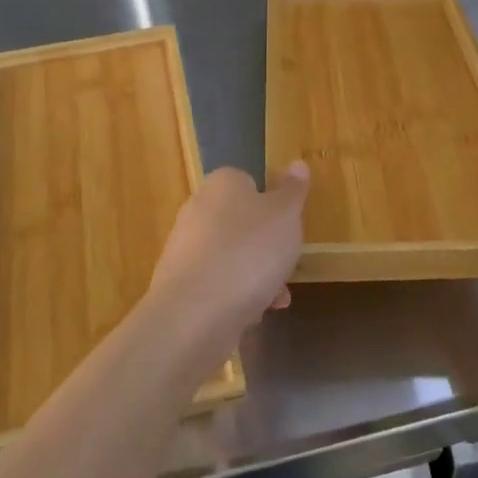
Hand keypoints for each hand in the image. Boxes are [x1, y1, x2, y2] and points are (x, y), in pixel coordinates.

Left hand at [145, 163, 308, 364]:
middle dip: (267, 246)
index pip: (248, 181)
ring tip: (278, 298)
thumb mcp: (285, 215)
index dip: (272, 203)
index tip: (290, 226)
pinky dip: (237, 296)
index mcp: (222, 184)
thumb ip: (293, 190)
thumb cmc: (249, 251)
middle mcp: (197, 209)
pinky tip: (255, 313)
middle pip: (241, 222)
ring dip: (257, 275)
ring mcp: (185, 248)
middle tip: (288, 263)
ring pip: (231, 256)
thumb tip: (298, 163)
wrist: (195, 312)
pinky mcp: (179, 285)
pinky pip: (217, 284)